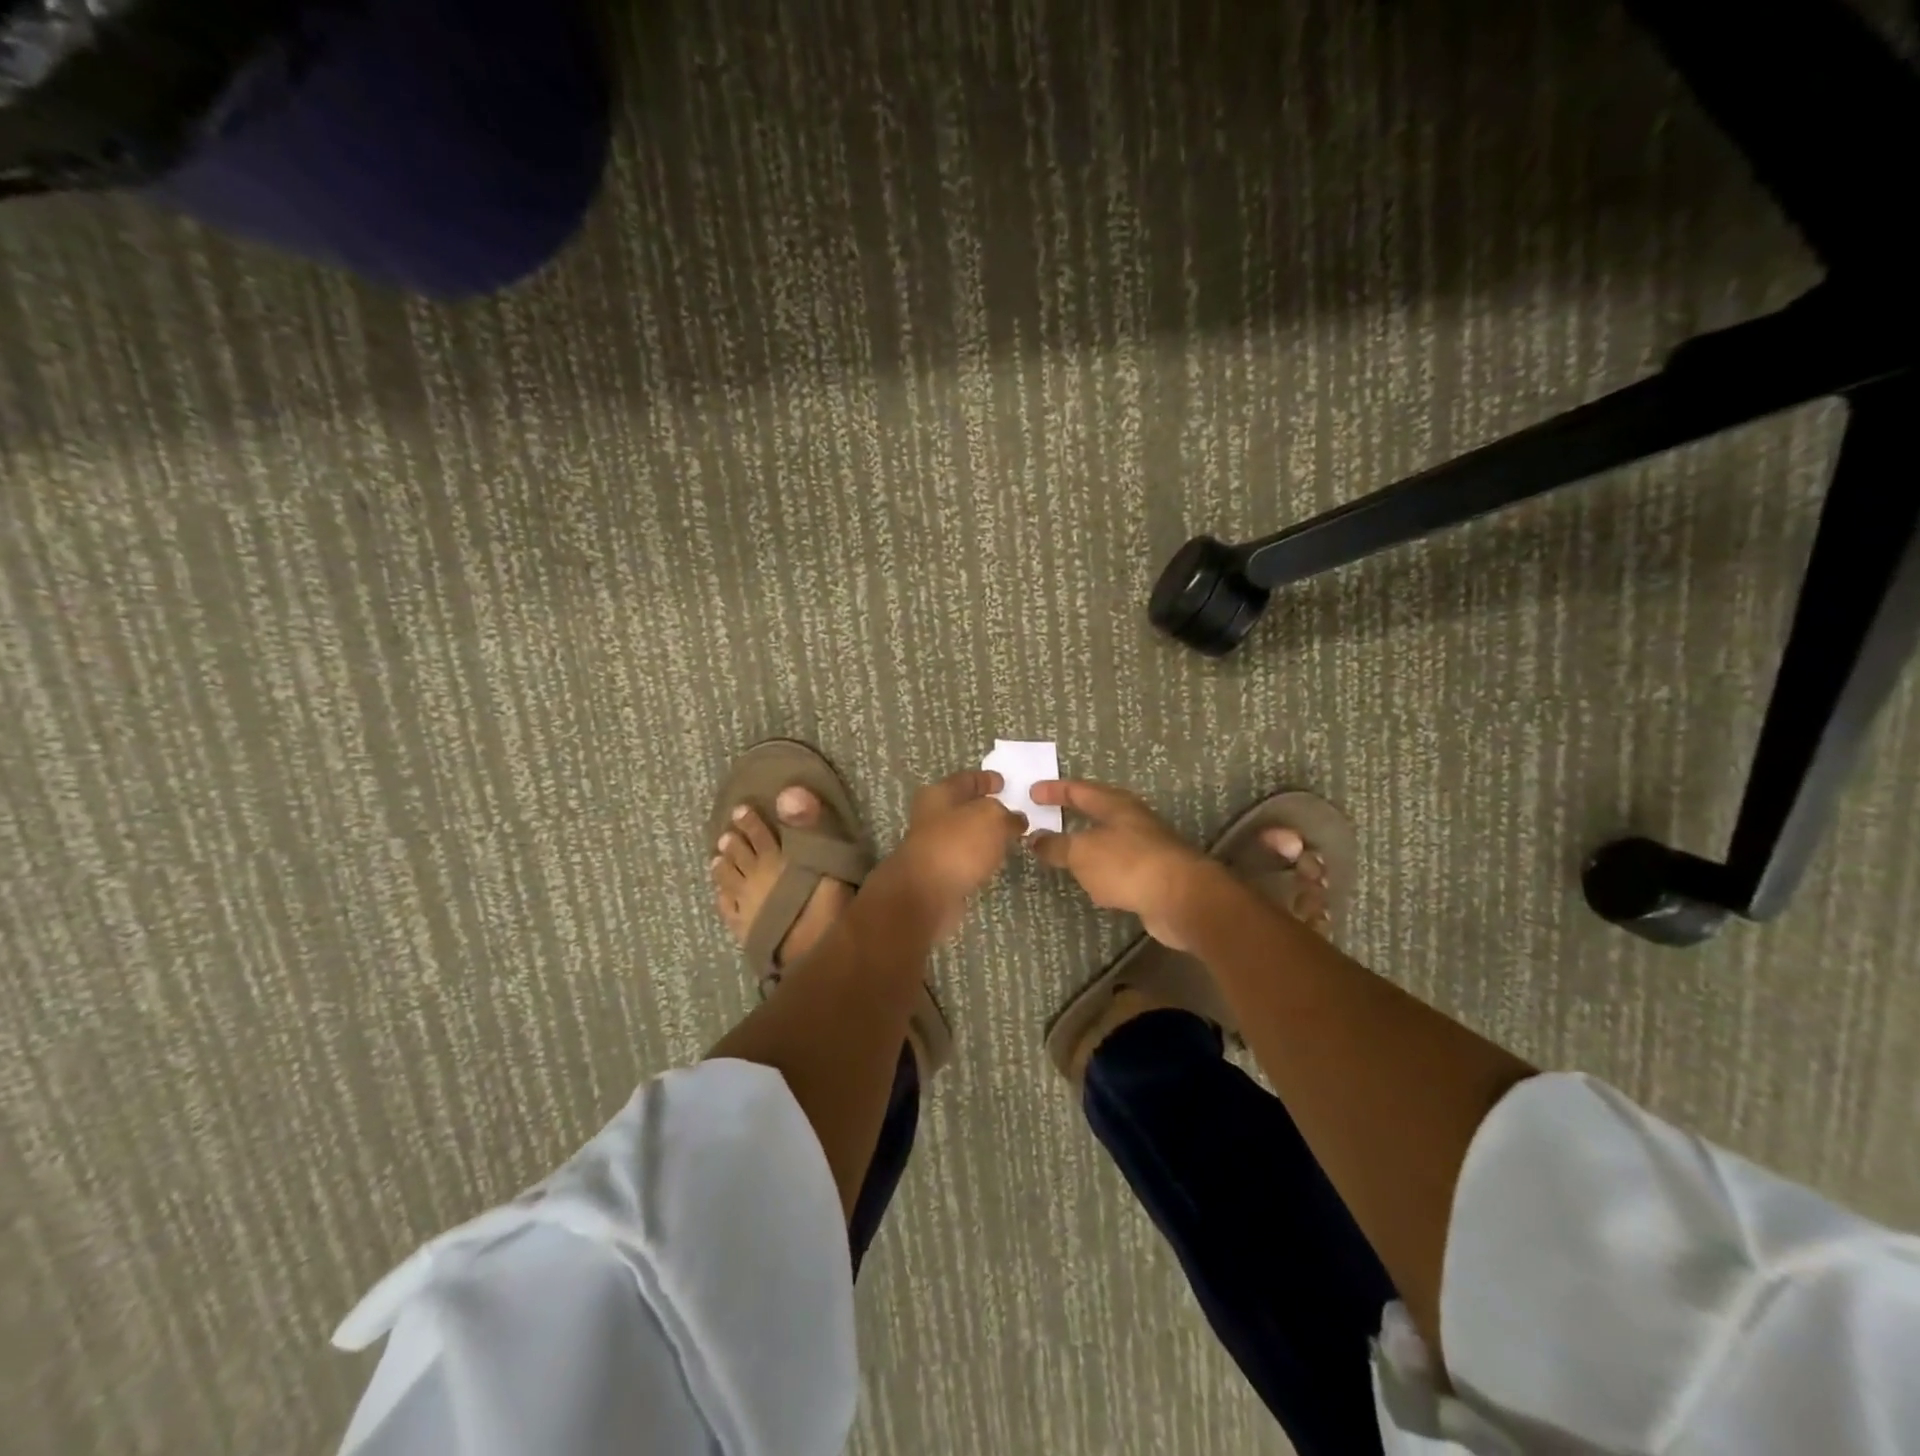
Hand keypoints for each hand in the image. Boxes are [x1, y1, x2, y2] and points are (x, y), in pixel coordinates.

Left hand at [877, 770, 1025, 940]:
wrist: (926, 896)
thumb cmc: (957, 845)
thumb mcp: (991, 818)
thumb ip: (1007, 815)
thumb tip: (1015, 820)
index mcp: (939, 794)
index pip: (966, 779)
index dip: (986, 779)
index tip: (1004, 783)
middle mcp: (932, 818)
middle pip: (963, 807)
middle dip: (986, 808)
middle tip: (1013, 812)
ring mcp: (933, 847)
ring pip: (965, 835)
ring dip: (984, 836)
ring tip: (1009, 838)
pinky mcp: (939, 875)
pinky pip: (965, 859)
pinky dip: (979, 858)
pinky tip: (994, 862)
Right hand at [1027, 780, 1220, 948]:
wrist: (1181, 898)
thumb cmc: (1127, 864)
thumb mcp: (1082, 853)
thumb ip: (1057, 846)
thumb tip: (1035, 839)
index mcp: (1115, 805)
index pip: (1079, 790)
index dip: (1055, 790)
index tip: (1032, 791)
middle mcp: (1133, 821)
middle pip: (1098, 811)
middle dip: (1073, 813)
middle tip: (1047, 816)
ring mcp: (1146, 848)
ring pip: (1108, 840)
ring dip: (1087, 843)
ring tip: (1064, 851)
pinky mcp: (1153, 875)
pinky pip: (1118, 867)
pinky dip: (1101, 870)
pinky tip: (1093, 884)